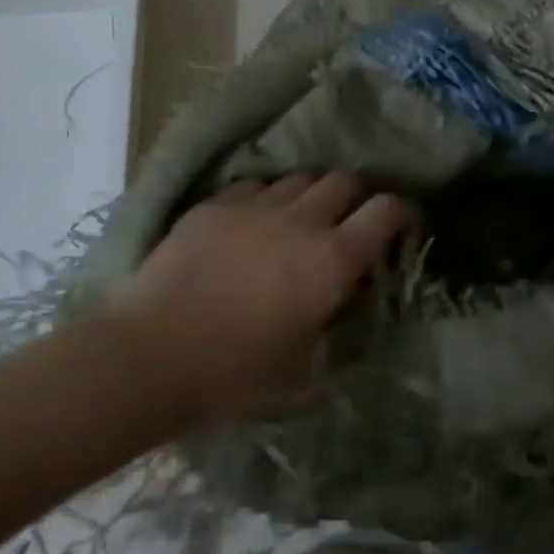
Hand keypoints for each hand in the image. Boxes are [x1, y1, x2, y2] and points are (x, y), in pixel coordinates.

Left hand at [103, 174, 413, 421]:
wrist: (149, 355)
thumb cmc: (235, 374)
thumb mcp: (304, 370)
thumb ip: (337, 330)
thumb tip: (348, 303)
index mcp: (333, 259)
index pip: (387, 210)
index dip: (404, 212)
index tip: (404, 225)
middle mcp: (302, 220)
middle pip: (346, 181)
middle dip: (358, 197)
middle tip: (351, 223)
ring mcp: (255, 206)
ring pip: (300, 178)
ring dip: (312, 196)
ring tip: (301, 221)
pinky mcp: (215, 206)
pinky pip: (256, 185)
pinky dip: (267, 199)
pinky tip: (254, 223)